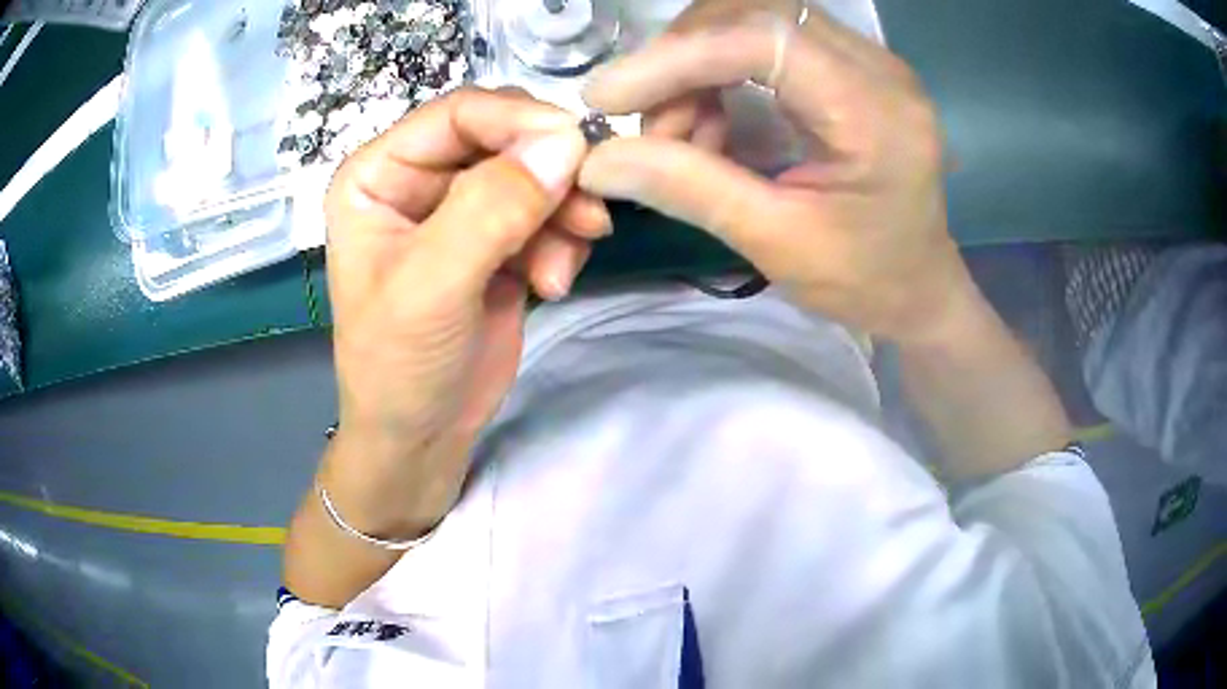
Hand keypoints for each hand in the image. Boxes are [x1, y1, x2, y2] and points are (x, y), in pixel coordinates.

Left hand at [321, 88, 605, 535]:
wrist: (421, 437)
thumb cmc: (399, 366)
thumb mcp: (431, 289)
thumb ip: (491, 210)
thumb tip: (564, 143)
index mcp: (379, 175)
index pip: (458, 114)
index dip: (518, 120)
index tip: (577, 149)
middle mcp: (419, 180)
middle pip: (504, 137)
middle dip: (549, 173)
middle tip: (586, 217)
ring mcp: (462, 210)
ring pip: (535, 173)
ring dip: (562, 212)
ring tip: (562, 267)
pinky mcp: (499, 242)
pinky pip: (548, 213)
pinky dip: (563, 240)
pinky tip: (553, 283)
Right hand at [580, 0, 972, 345]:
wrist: (918, 287)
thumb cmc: (863, 279)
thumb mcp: (776, 243)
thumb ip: (690, 190)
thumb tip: (597, 160)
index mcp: (874, 115)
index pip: (764, 40)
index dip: (677, 57)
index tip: (608, 99)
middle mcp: (878, 69)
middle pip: (755, 12)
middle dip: (683, 58)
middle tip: (652, 125)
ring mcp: (868, 61)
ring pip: (755, 17)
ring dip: (697, 63)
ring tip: (681, 134)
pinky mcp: (851, 66)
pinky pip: (769, 39)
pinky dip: (720, 71)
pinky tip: (711, 122)